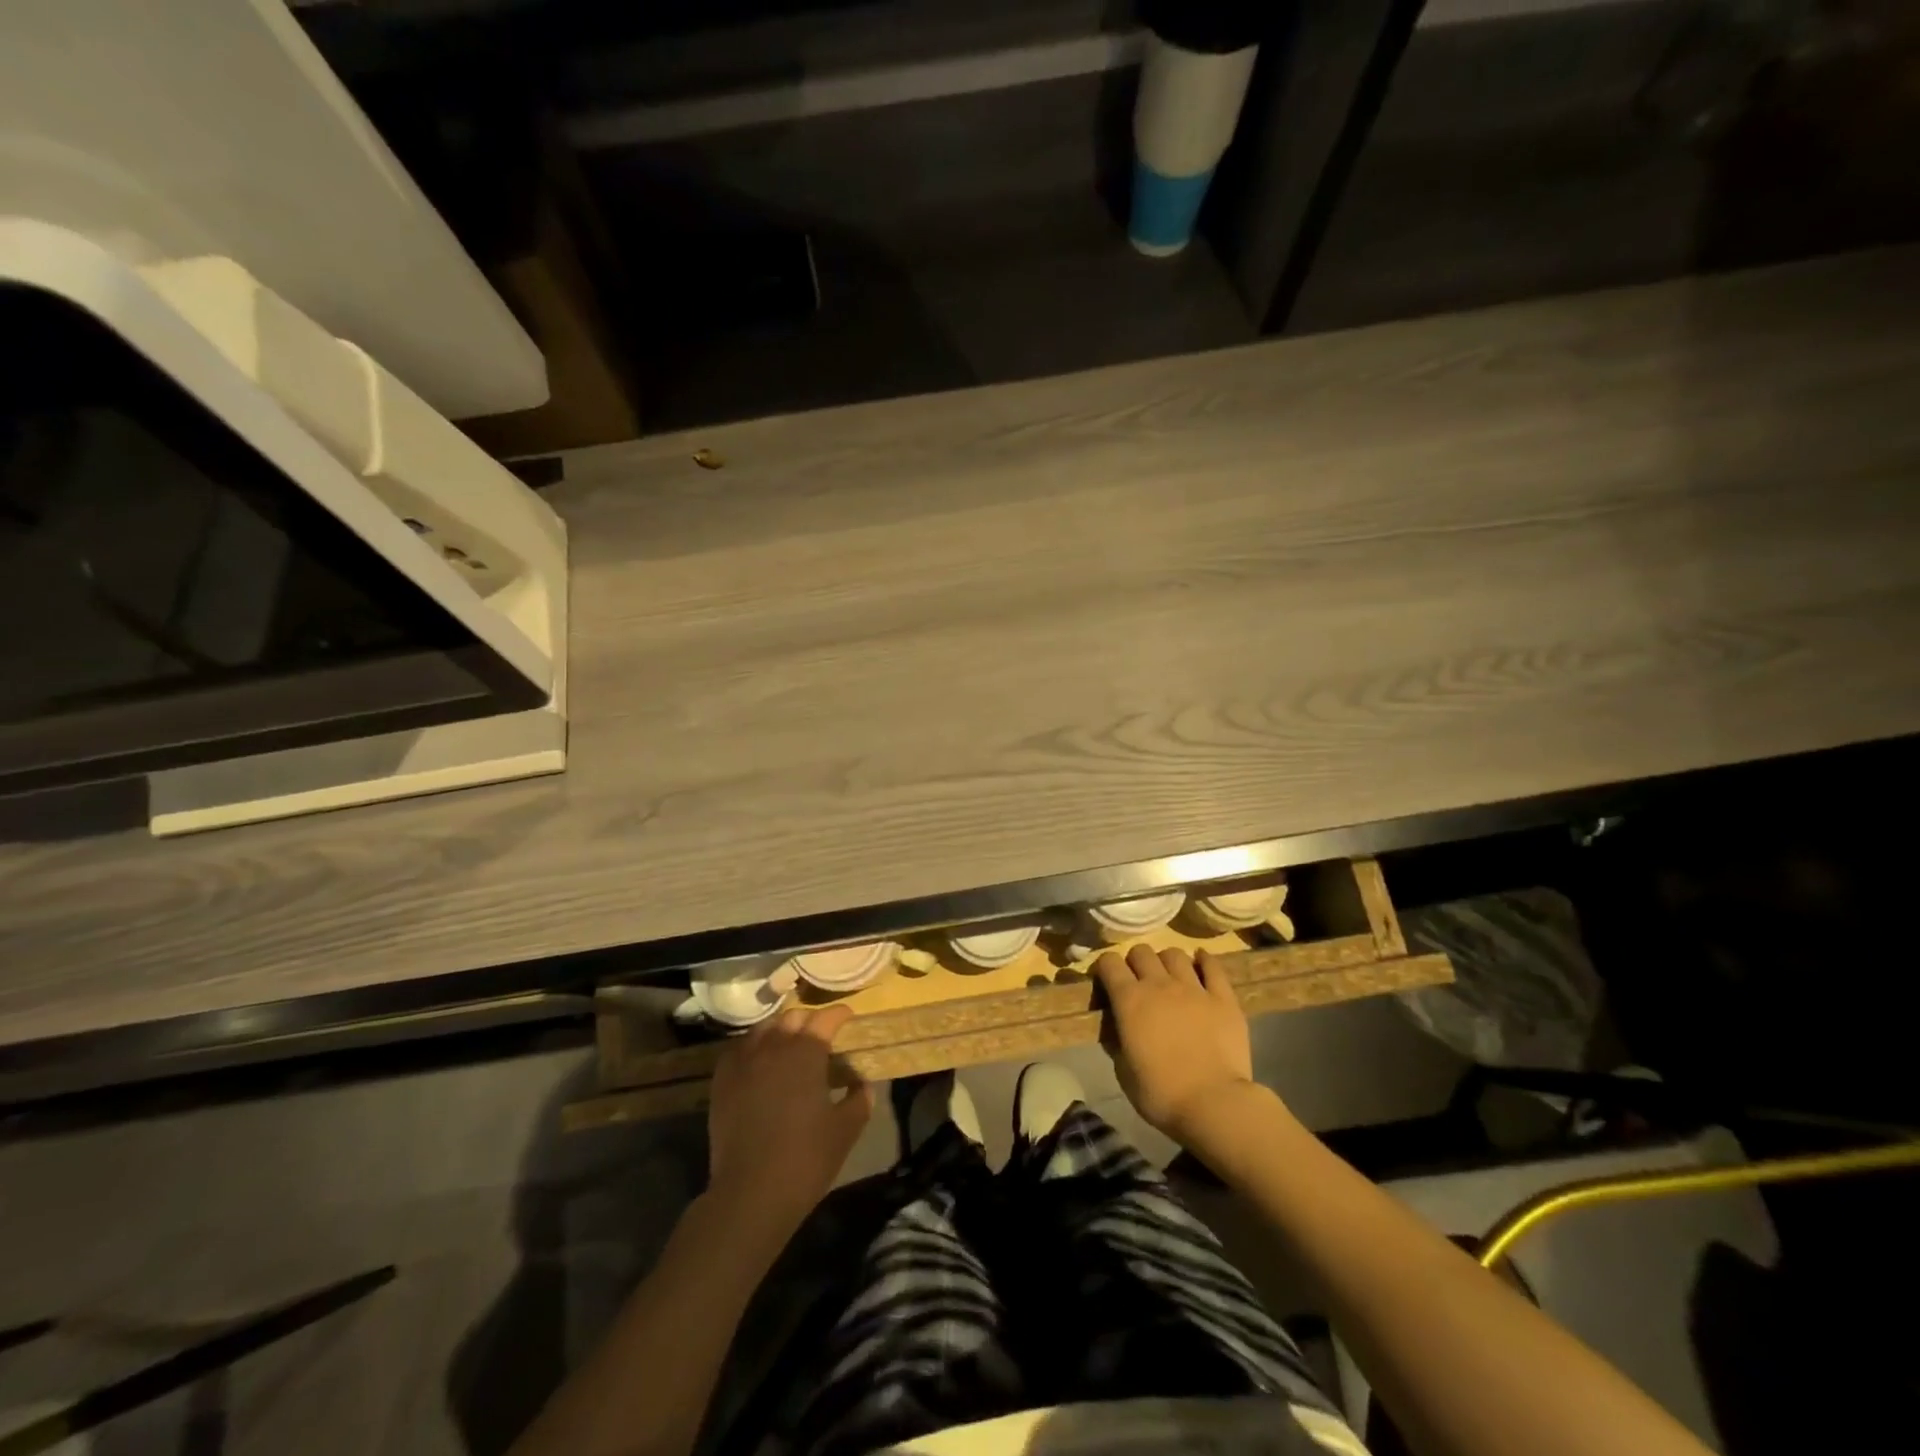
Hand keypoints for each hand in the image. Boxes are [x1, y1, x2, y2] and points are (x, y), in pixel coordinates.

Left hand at [706, 1003, 873, 1236]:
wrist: (750, 1194)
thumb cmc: (805, 1159)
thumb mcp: (845, 1130)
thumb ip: (859, 1100)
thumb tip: (862, 1084)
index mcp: (806, 1053)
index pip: (825, 1019)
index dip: (839, 1014)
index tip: (848, 1017)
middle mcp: (774, 1048)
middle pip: (793, 1017)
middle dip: (810, 1020)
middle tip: (821, 1034)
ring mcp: (744, 1063)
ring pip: (764, 1029)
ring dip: (780, 1029)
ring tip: (789, 1044)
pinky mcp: (722, 1082)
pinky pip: (738, 1050)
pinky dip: (753, 1047)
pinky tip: (759, 1061)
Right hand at [1094, 945, 1254, 1142]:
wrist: (1214, 1104)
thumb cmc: (1162, 1094)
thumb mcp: (1124, 1072)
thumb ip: (1118, 1041)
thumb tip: (1117, 1028)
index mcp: (1129, 1000)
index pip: (1109, 962)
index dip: (1105, 967)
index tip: (1106, 981)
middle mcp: (1159, 985)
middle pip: (1141, 951)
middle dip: (1135, 962)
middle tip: (1138, 981)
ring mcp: (1193, 988)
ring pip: (1175, 954)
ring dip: (1166, 962)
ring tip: (1169, 977)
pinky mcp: (1223, 998)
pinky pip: (1213, 967)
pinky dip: (1204, 961)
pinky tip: (1201, 962)